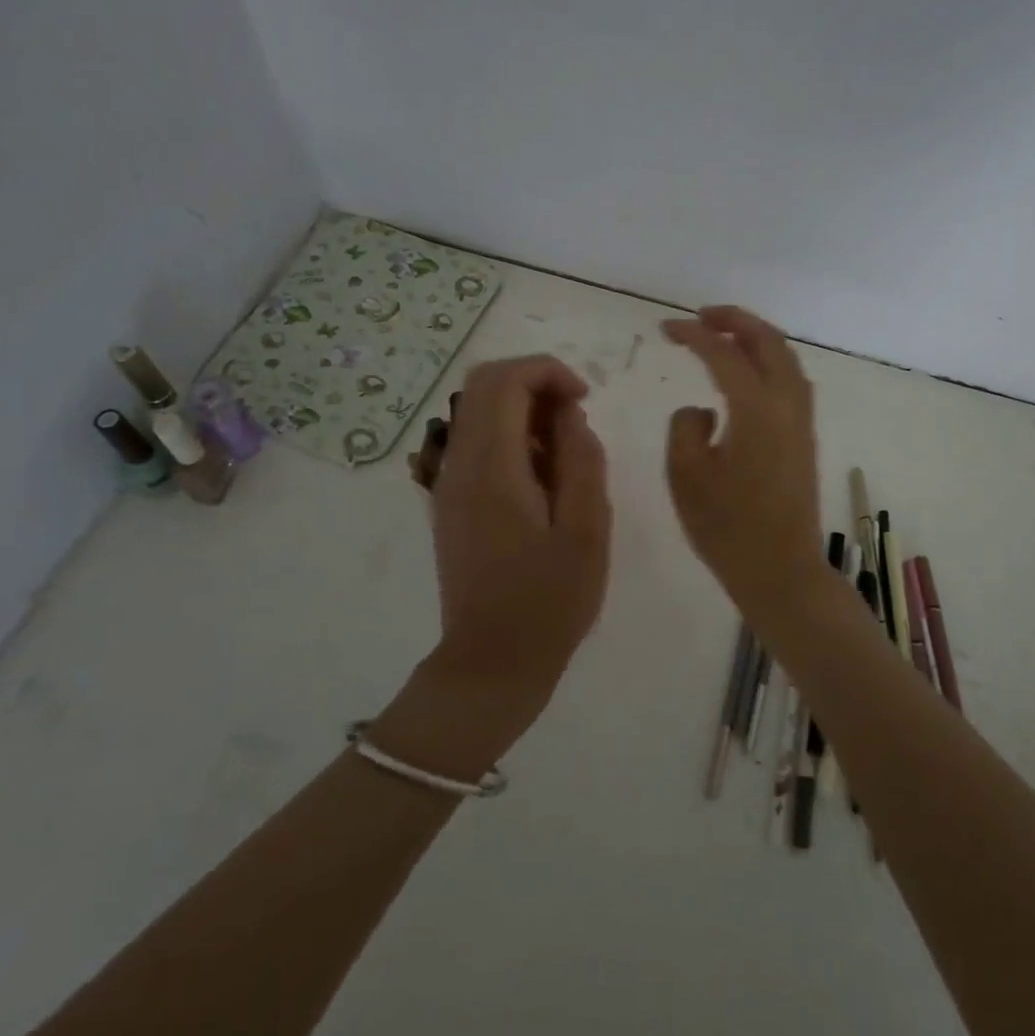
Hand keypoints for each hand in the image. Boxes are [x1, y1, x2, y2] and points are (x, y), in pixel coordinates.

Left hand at [408, 356, 611, 750]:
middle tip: (574, 415)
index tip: (584, 398)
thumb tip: (569, 415)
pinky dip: (509, 435)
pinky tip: (541, 474)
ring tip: (563, 449)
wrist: (491, 664)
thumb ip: (582, 461)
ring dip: (521, 408)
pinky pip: (475, 441)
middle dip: (533, 382)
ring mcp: (448, 483)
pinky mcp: (450, 501)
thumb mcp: (587, 531)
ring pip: (476, 410)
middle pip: (482, 385)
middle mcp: (459, 465)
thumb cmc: (549, 602)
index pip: (505, 382)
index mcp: (492, 469)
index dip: (547, 371)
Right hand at [663, 306, 825, 609]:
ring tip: (724, 336)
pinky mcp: (804, 439)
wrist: (781, 571)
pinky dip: (770, 362)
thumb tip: (703, 411)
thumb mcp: (686, 475)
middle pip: (769, 342)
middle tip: (701, 316)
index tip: (665, 328)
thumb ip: (686, 427)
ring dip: (757, 338)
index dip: (693, 334)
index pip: (723, 353)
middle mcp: (787, 405)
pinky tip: (748, 375)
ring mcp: (802, 421)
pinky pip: (791, 381)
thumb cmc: (727, 528)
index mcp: (756, 409)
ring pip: (787, 359)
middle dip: (736, 320)